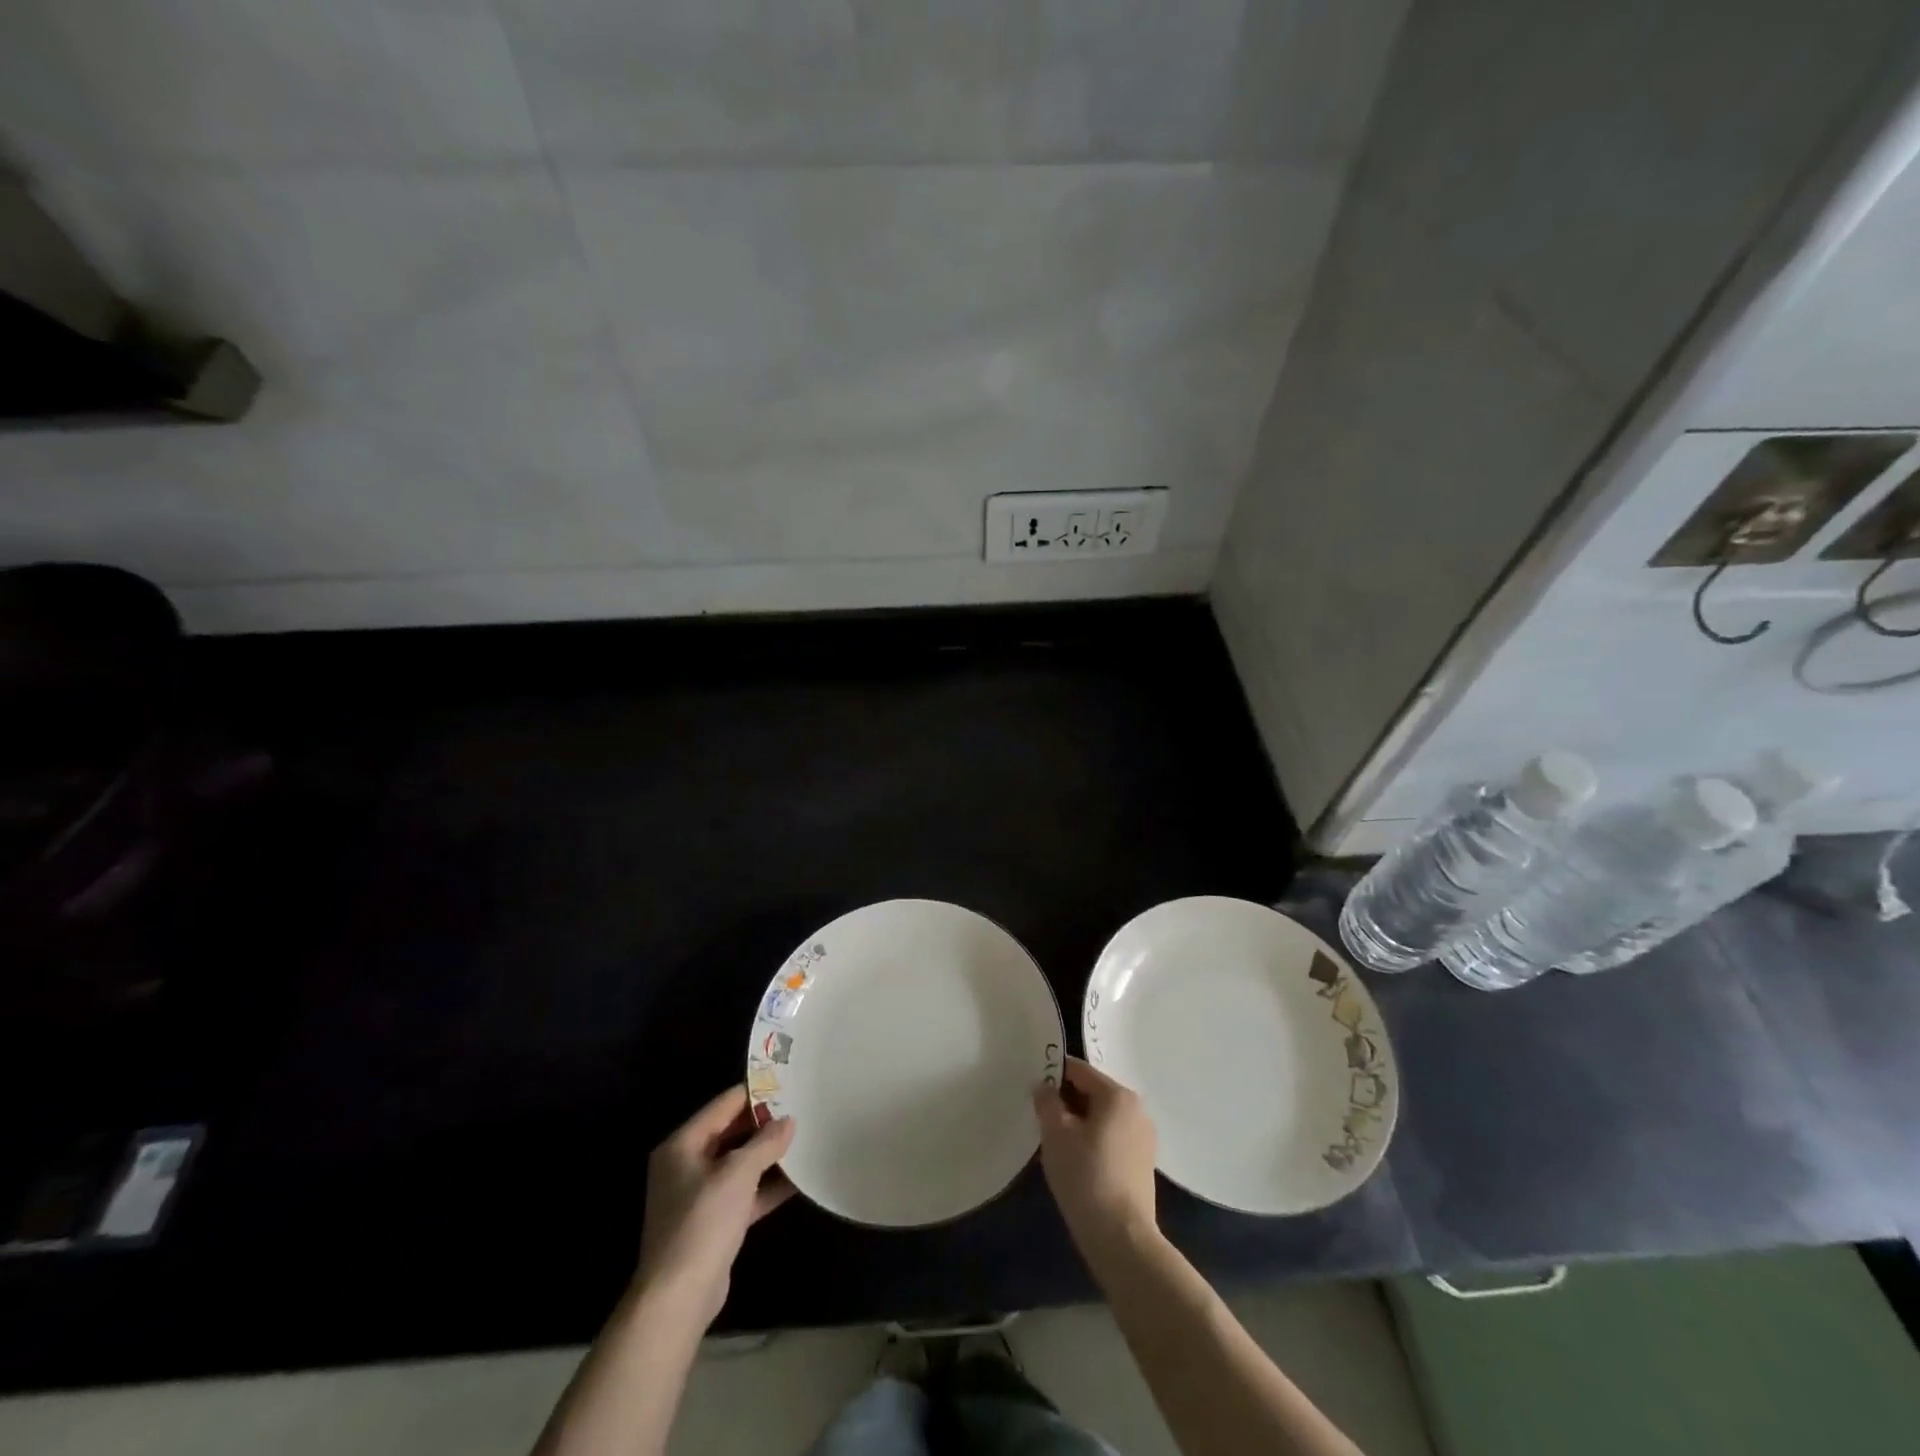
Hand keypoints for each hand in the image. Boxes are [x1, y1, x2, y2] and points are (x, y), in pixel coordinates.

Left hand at [636, 1086, 794, 1324]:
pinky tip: (797, 1180)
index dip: (755, 1094)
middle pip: (731, 1133)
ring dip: (768, 1156)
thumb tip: (789, 1121)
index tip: (788, 1085)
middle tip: (801, 1111)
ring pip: (739, 1164)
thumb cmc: (702, 1222)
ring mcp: (699, 1196)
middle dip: (764, 1125)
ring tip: (804, 1140)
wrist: (678, 1298)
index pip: (724, 1105)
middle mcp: (686, 1165)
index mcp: (682, 1145)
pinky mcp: (713, 1222)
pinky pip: (744, 1193)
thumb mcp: (738, 1173)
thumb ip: (766, 1143)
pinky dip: (766, 1186)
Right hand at [1033, 1056, 1158, 1264]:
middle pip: (1092, 1093)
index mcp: (1118, 1095)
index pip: (1079, 1071)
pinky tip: (1078, 1164)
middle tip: (1043, 1122)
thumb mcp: (1055, 1134)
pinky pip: (1112, 1138)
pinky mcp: (1143, 1163)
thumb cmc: (1085, 1176)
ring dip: (1079, 1124)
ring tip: (1058, 1146)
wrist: (1121, 1238)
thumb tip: (1044, 1086)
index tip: (1034, 1092)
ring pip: (1102, 1117)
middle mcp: (1136, 1109)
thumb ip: (1047, 1101)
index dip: (1053, 1076)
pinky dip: (1093, 1142)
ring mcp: (1144, 1137)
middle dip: (1067, 1103)